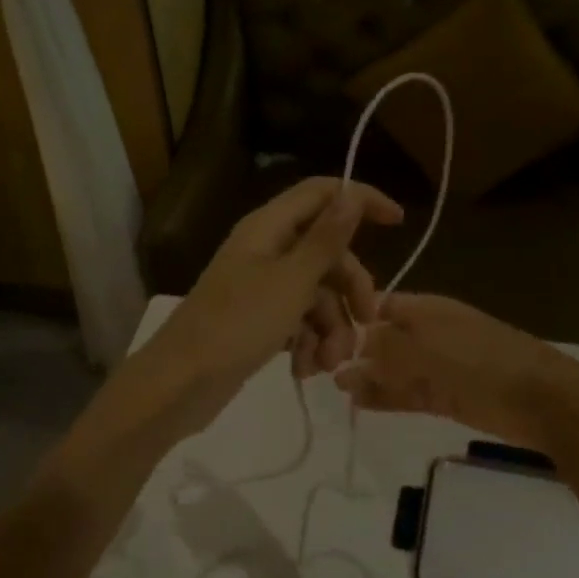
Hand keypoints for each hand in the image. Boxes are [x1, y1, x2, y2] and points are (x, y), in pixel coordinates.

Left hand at [127, 178, 401, 435]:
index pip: (322, 193)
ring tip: (328, 364)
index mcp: (269, 228)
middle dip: (350, 290)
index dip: (360, 200)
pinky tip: (305, 369)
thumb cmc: (238, 325)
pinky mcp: (258, 321)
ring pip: (317, 294)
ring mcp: (261, 288)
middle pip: (327, 253)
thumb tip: (351, 195)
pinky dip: (308, 342)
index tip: (398, 222)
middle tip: (367, 323)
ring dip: (331, 328)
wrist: (181, 384)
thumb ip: (326, 239)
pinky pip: (298, 321)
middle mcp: (266, 250)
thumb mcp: (292, 281)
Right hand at [335, 293, 578, 453]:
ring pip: (393, 369)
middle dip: (354, 351)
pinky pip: (408, 393)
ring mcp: (437, 366)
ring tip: (336, 387)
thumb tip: (350, 347)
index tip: (319, 335)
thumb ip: (385, 348)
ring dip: (368, 377)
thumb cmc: (481, 363)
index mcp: (426, 310)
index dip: (351, 318)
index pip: (378, 306)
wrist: (542, 400)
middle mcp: (428, 334)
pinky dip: (386, 396)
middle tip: (320, 367)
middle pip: (383, 339)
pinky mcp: (445, 396)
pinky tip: (361, 403)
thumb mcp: (426, 349)